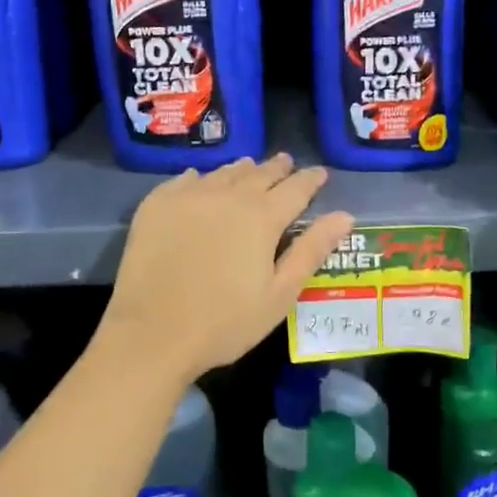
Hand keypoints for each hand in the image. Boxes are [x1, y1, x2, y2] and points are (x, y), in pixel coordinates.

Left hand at [100, 154, 355, 381]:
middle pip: (259, 173)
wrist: (151, 333)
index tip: (320, 173)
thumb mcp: (279, 294)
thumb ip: (311, 250)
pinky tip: (201, 181)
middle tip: (286, 162)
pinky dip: (202, 178)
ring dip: (242, 170)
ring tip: (250, 168)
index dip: (311, 179)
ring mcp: (189, 196)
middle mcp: (228, 195)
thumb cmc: (224, 322)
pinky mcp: (157, 204)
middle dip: (277, 168)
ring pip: (224, 173)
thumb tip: (344, 215)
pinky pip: (186, 180)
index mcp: (262, 217)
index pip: (296, 188)